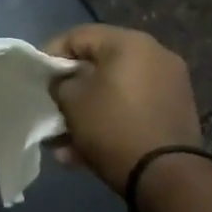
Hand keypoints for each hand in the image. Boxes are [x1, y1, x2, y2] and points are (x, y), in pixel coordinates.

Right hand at [45, 25, 201, 195]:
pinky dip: (109, 123)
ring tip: (63, 143)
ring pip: (114, 92)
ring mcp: (169, 84)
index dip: (50, 54)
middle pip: (98, 65)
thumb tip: (64, 82)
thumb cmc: (113, 127)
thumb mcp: (72, 102)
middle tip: (51, 110)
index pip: (78, 36)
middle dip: (70, 90)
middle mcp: (155, 55)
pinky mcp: (175, 112)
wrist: (168, 175)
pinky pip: (132, 109)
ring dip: (86, 113)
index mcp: (130, 43)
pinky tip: (84, 153)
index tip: (36, 79)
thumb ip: (60, 83)